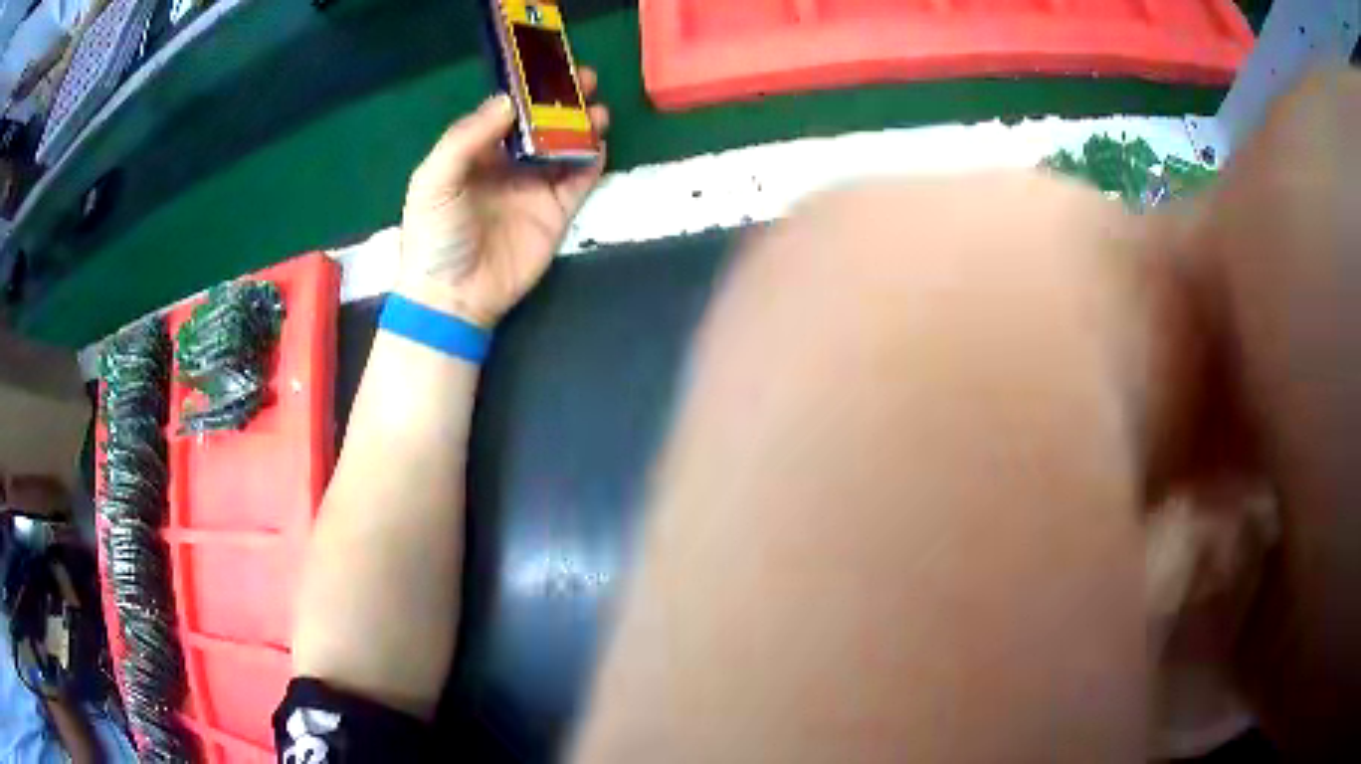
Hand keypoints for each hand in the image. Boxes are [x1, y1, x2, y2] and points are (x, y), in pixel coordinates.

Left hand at [398, 68, 608, 325]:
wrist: (454, 296)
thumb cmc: (435, 235)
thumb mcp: (434, 180)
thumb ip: (466, 138)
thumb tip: (508, 101)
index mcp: (477, 153)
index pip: (507, 112)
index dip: (528, 89)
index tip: (549, 66)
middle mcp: (509, 164)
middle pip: (542, 124)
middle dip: (564, 101)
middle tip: (586, 79)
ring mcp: (535, 187)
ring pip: (566, 146)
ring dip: (583, 124)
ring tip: (599, 108)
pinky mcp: (557, 211)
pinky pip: (581, 178)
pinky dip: (593, 158)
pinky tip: (600, 141)